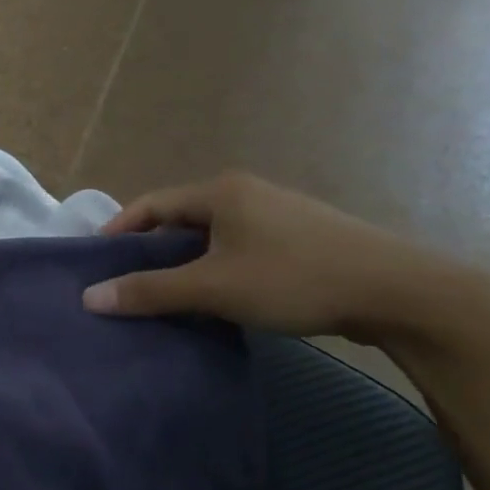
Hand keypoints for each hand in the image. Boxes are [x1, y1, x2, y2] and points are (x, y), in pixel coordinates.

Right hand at [81, 172, 474, 340]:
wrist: (400, 292)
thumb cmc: (295, 279)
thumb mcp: (213, 287)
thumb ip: (150, 291)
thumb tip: (90, 297)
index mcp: (221, 192)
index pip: (151, 204)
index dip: (119, 230)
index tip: (96, 261)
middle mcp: (247, 193)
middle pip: (180, 218)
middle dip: (150, 250)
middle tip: (128, 283)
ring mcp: (278, 214)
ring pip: (212, 236)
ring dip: (184, 263)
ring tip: (167, 296)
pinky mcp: (301, 238)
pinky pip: (239, 248)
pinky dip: (216, 268)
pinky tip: (218, 297)